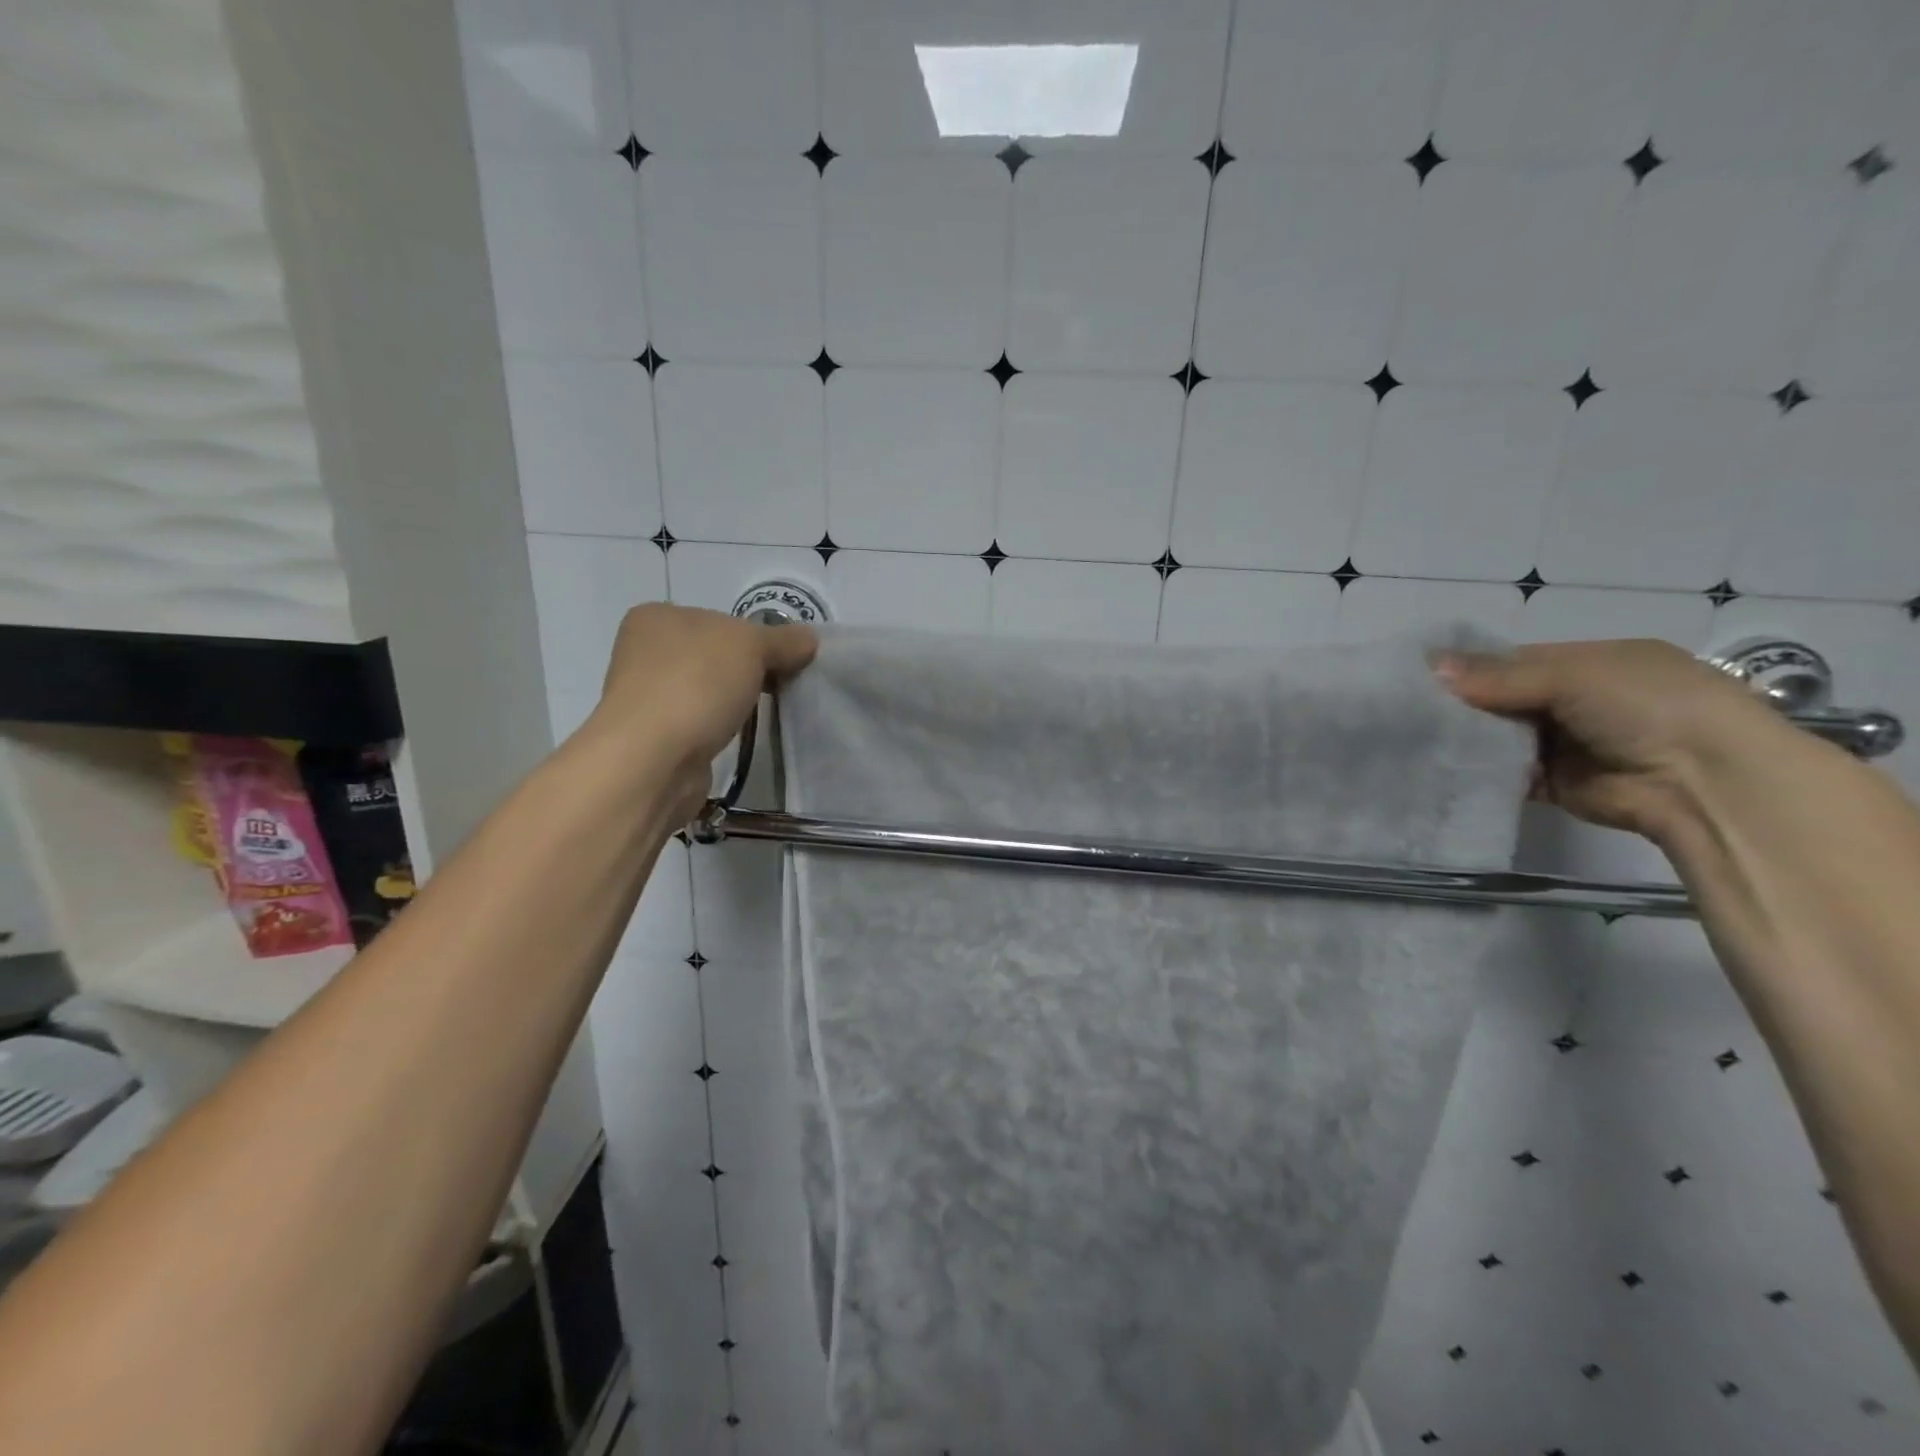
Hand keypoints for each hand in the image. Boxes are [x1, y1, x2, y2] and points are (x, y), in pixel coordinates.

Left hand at [586, 603, 816, 820]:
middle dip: (746, 671)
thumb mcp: (752, 646)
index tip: (783, 660)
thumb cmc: (697, 684)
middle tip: (780, 687)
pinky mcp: (654, 737)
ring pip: (706, 691)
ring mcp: (645, 697)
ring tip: (760, 715)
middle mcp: (643, 652)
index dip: (755, 637)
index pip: (719, 619)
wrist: (654, 759)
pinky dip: (718, 728)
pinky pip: (699, 723)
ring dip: (731, 702)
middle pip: (713, 655)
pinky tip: (734, 737)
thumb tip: (809, 639)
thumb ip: (783, 640)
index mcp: (656, 617)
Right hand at [1435, 638, 1794, 841]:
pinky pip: (1507, 774)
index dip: (1472, 667)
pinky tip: (1442, 766)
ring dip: (1469, 738)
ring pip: (1502, 737)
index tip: (1424, 676)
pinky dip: (1480, 771)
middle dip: (1464, 705)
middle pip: (1504, 699)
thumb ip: (1499, 675)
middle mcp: (1579, 701)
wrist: (1704, 783)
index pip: (1516, 661)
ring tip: (1416, 738)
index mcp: (1593, 663)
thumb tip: (1431, 667)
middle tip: (1411, 710)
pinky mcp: (1557, 784)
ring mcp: (1568, 744)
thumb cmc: (1647, 706)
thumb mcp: (1573, 675)